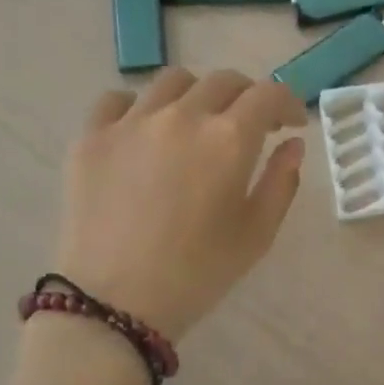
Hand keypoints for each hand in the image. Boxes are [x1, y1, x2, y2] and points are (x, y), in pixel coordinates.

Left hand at [54, 68, 306, 339]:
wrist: (113, 303)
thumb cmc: (197, 274)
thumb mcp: (256, 235)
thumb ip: (282, 182)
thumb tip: (292, 143)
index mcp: (228, 139)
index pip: (268, 95)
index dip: (288, 102)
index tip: (291, 123)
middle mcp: (181, 116)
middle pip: (223, 81)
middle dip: (246, 97)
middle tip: (249, 126)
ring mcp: (131, 122)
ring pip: (172, 82)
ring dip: (196, 95)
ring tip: (195, 124)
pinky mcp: (91, 137)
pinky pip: (117, 100)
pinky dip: (139, 107)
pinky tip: (143, 132)